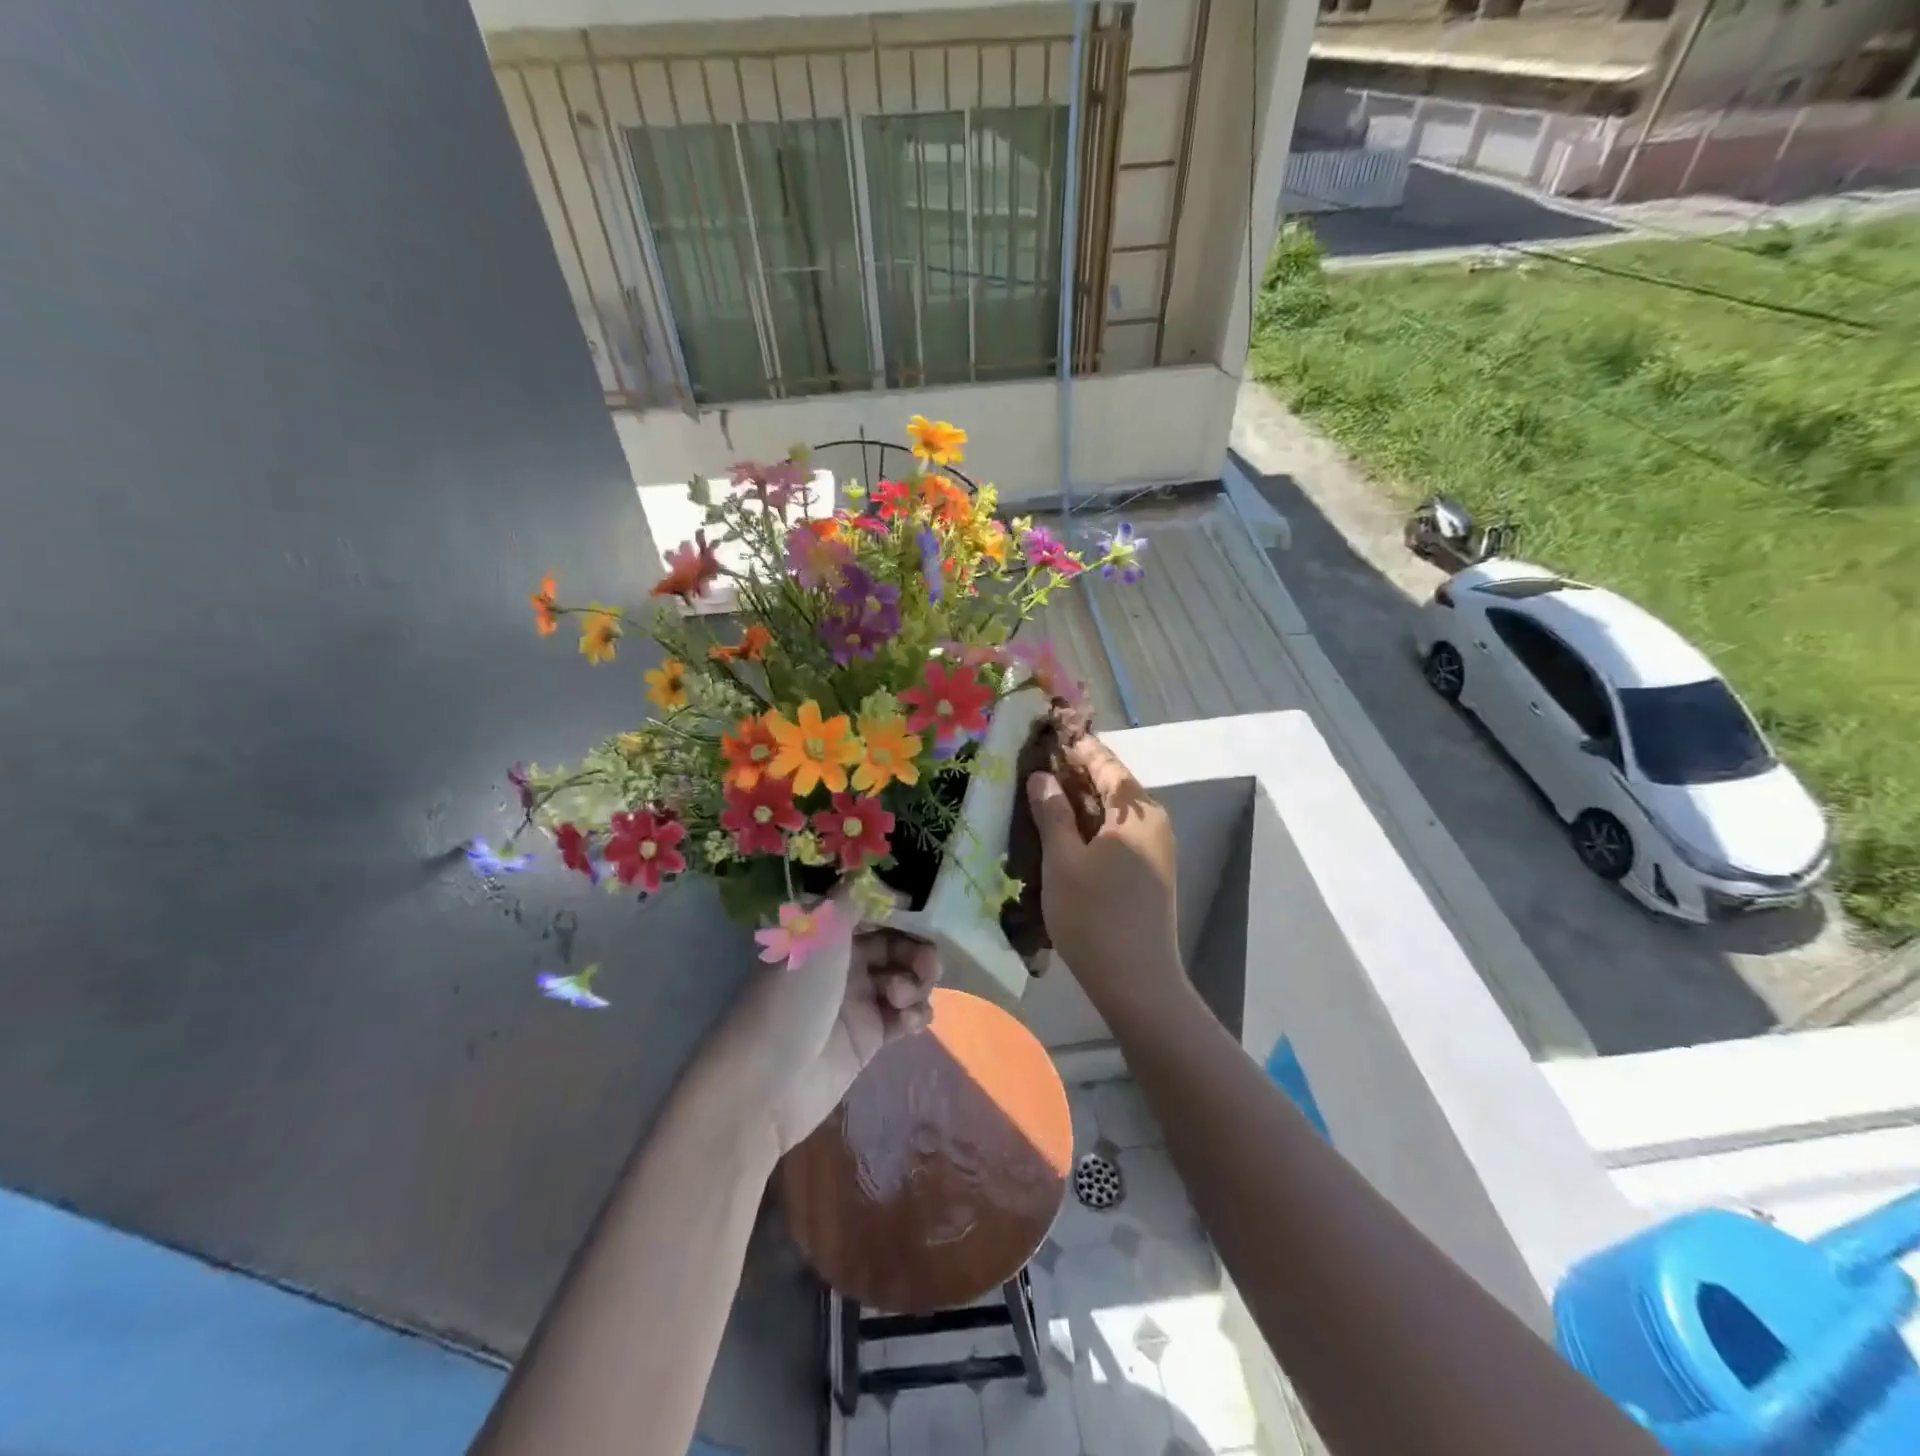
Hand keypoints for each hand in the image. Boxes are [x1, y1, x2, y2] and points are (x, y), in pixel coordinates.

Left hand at [698, 897, 938, 1162]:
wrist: (768, 1083)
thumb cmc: (792, 998)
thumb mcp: (818, 935)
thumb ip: (848, 901)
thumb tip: (865, 873)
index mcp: (825, 935)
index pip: (869, 910)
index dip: (897, 909)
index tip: (921, 912)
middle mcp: (842, 963)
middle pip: (894, 944)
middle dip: (916, 950)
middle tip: (928, 966)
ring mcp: (857, 1001)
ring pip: (904, 979)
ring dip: (916, 982)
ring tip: (903, 998)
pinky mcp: (869, 1038)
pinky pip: (905, 1016)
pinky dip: (915, 1014)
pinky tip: (910, 1022)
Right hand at [1026, 734, 1182, 1019]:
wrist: (1137, 982)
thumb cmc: (1095, 916)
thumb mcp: (1063, 860)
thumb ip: (1052, 813)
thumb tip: (1042, 777)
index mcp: (1137, 811)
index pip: (1105, 763)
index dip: (1076, 746)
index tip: (1048, 731)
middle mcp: (1153, 822)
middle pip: (1112, 785)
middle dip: (1075, 772)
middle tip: (1035, 762)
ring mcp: (1155, 849)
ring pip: (1113, 811)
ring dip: (1080, 800)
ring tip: (1042, 793)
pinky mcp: (1148, 872)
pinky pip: (1117, 833)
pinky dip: (1091, 824)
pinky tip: (1063, 831)